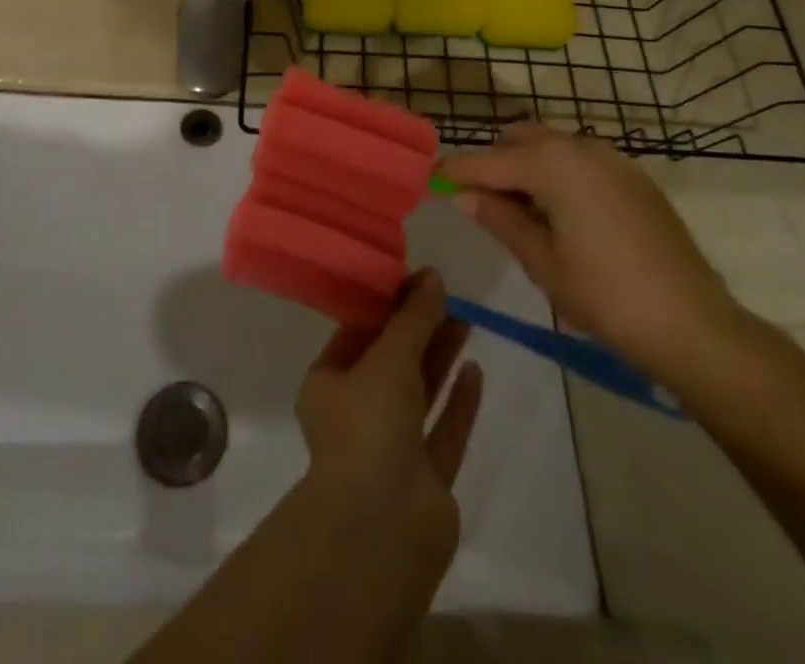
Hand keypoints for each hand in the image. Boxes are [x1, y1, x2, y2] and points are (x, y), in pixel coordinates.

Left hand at [295, 271, 483, 581]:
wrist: (383, 528)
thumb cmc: (369, 424)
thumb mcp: (389, 357)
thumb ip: (413, 318)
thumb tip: (432, 277)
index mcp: (327, 386)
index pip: (356, 334)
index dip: (385, 306)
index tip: (413, 280)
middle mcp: (355, 416)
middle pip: (391, 362)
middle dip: (417, 329)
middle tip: (446, 294)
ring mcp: (391, 451)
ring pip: (419, 394)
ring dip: (440, 358)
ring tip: (466, 318)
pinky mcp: (425, 481)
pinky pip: (443, 430)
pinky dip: (458, 402)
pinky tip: (476, 371)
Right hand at [442, 125, 743, 384]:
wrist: (692, 323)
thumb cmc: (605, 295)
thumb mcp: (541, 261)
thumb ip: (500, 219)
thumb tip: (465, 196)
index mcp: (552, 164)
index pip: (489, 161)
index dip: (456, 171)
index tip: (431, 178)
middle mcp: (580, 147)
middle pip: (521, 139)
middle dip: (495, 161)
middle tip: (480, 200)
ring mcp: (612, 158)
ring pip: (553, 146)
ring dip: (528, 165)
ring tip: (520, 210)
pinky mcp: (634, 177)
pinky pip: (581, 160)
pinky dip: (559, 173)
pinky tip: (561, 213)